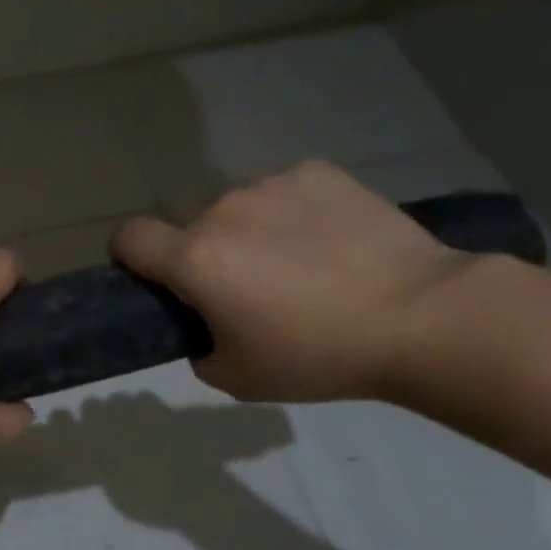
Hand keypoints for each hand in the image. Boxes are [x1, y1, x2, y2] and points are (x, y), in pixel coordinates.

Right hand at [111, 161, 469, 402]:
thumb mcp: (237, 377)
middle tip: (246, 290)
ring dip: (248, 232)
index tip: (153, 278)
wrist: (422, 316)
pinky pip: (283, 192)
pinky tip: (331, 242)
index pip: (128, 237)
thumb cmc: (318, 355)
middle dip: (202, 254)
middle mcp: (221, 210)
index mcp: (194, 259)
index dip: (129, 257)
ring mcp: (270, 184)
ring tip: (299, 265)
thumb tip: (202, 324)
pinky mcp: (316, 172)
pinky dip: (292, 214)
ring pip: (237, 208)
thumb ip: (197, 347)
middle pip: (189, 226)